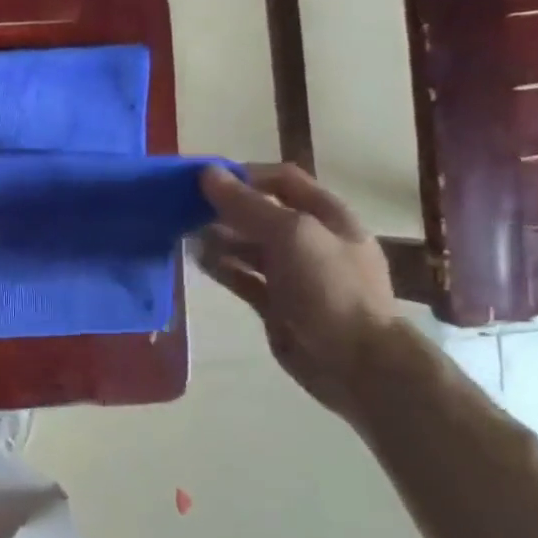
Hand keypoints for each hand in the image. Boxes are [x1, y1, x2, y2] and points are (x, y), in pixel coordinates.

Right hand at [195, 163, 402, 417]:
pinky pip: (241, 276)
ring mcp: (292, 273)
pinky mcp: (275, 302)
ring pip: (247, 246)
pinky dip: (220, 267)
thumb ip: (248, 205)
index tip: (202, 180)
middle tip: (182, 208)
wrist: (355, 362)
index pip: (281, 180)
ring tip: (182, 234)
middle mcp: (309, 240)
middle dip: (224, 208)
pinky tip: (196, 261)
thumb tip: (208, 174)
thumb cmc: (330, 288)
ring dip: (217, 237)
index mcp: (326, 216)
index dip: (243, 175)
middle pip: (261, 213)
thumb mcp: (291, 235)